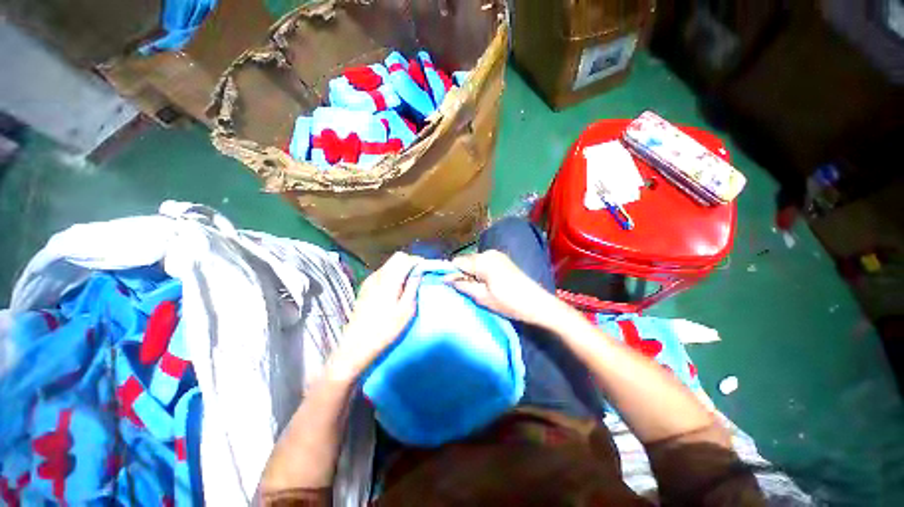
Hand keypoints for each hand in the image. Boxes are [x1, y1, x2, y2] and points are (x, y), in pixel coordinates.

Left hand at [328, 252, 420, 379]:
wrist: (357, 345)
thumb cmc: (385, 329)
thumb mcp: (406, 310)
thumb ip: (413, 288)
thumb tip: (419, 273)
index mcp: (389, 279)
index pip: (404, 259)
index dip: (417, 260)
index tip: (425, 268)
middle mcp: (377, 276)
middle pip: (396, 259)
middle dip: (409, 262)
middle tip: (419, 274)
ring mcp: (369, 281)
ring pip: (388, 265)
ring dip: (400, 268)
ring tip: (409, 282)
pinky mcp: (364, 288)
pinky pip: (382, 273)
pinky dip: (392, 275)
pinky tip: (396, 288)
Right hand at [448, 250, 564, 328]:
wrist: (537, 303)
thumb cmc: (508, 302)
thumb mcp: (482, 297)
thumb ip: (463, 285)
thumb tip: (445, 278)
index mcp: (482, 261)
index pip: (457, 261)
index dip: (451, 273)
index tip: (451, 285)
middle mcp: (488, 253)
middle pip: (466, 260)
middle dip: (462, 273)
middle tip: (466, 290)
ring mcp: (497, 255)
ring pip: (475, 261)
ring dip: (471, 272)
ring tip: (477, 288)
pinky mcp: (503, 259)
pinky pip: (484, 262)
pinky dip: (480, 271)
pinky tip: (486, 283)